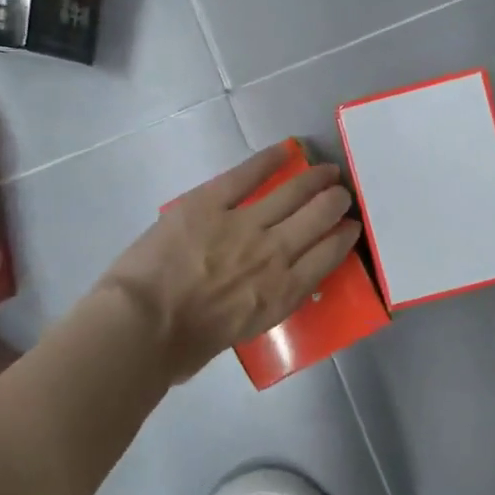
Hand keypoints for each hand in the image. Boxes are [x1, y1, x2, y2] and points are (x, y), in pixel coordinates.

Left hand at [97, 143, 362, 382]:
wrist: (143, 326)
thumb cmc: (185, 345)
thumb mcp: (243, 332)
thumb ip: (264, 304)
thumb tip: (266, 288)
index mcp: (283, 292)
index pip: (329, 256)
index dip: (345, 238)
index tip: (351, 227)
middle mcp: (274, 253)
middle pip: (319, 217)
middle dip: (336, 202)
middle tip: (341, 194)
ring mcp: (243, 224)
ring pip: (292, 192)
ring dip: (315, 179)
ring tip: (328, 170)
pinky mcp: (210, 202)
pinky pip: (247, 174)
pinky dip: (269, 159)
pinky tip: (286, 149)